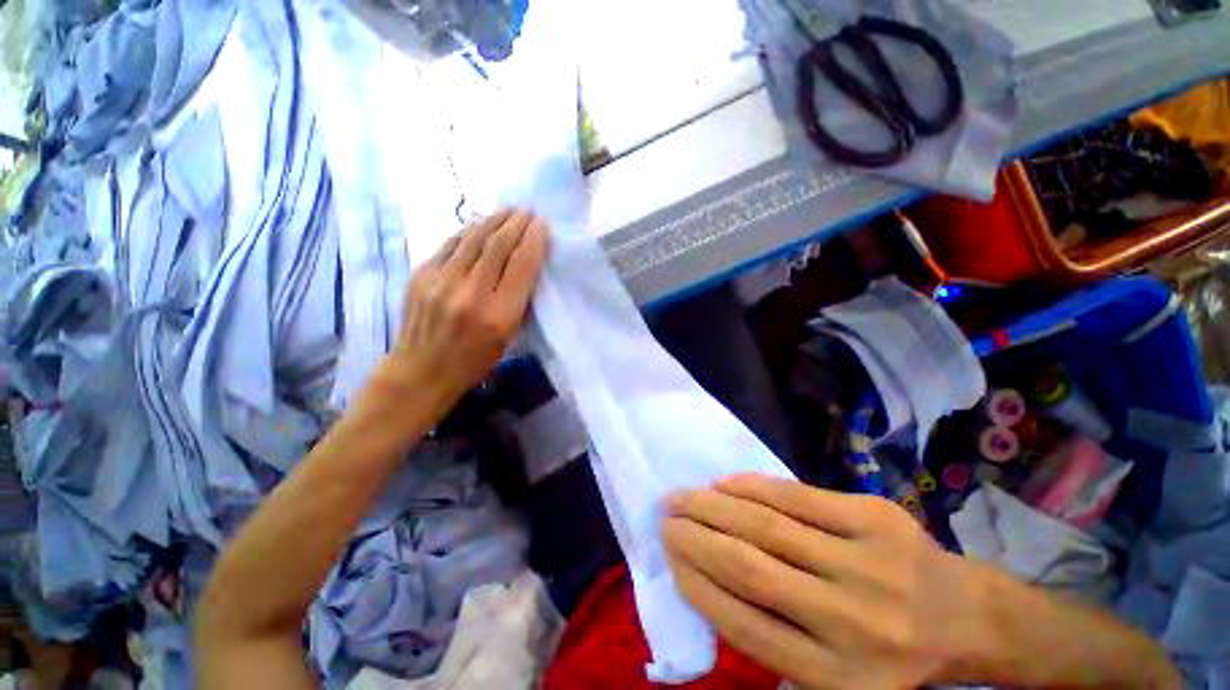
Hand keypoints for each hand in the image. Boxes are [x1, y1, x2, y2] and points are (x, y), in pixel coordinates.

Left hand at [389, 208, 548, 409]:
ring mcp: (441, 281)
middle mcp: (470, 294)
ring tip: (508, 211)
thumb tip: (527, 263)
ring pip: (473, 238)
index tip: (543, 226)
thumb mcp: (510, 336)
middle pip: (498, 245)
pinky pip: (450, 244)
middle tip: (528, 211)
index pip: (522, 266)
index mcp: (499, 315)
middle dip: (516, 223)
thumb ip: (519, 299)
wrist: (422, 369)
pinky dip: (470, 231)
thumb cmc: (475, 359)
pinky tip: (480, 225)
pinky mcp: (421, 274)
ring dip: (494, 220)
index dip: (535, 240)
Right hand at [663, 474, 989, 689]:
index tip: (669, 555)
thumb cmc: (891, 654)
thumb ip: (775, 643)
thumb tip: (708, 587)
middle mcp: (853, 625)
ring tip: (684, 496)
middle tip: (666, 516)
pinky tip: (725, 483)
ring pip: (769, 526)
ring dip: (715, 507)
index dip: (697, 583)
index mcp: (838, 680)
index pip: (744, 625)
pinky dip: (754, 487)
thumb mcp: (835, 676)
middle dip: (696, 538)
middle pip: (751, 568)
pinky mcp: (876, 518)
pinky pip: (799, 496)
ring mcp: (869, 564)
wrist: (968, 615)